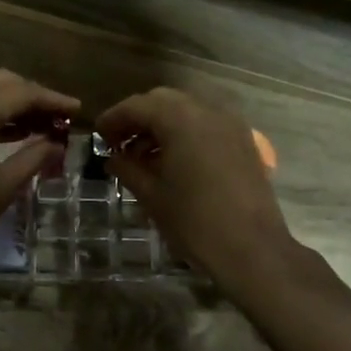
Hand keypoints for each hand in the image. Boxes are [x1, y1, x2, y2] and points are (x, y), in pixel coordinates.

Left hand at [0, 70, 79, 278]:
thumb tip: (58, 142)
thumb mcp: (4, 187)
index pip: (21, 92)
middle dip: (32, 96)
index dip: (52, 100)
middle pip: (0, 83)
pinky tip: (11, 134)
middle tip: (58, 118)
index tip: (78, 110)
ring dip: (11, 104)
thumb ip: (34, 156)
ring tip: (42, 126)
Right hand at [96, 87, 293, 290]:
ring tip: (142, 156)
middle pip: (163, 101)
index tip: (98, 135)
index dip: (114, 118)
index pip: (138, 106)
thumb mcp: (152, 195)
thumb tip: (112, 157)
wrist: (252, 250)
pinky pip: (206, 124)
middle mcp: (207, 111)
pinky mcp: (243, 141)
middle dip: (138, 117)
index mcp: (181, 120)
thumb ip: (127, 168)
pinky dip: (185, 132)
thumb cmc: (195, 222)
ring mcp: (230, 125)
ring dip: (162, 124)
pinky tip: (172, 160)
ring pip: (187, 110)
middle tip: (118, 142)